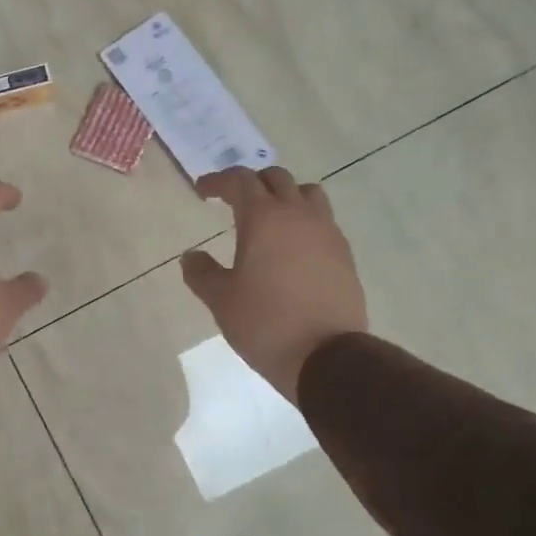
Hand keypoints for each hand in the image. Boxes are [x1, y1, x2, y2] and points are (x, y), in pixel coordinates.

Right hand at [181, 167, 368, 403]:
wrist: (326, 357)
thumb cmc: (265, 323)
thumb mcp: (221, 300)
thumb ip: (201, 273)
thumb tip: (191, 256)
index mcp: (264, 218)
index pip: (240, 181)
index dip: (218, 181)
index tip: (203, 191)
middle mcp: (299, 215)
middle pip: (276, 179)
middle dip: (252, 183)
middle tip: (233, 201)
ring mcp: (327, 232)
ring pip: (307, 194)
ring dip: (285, 196)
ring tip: (270, 218)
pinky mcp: (344, 254)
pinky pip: (323, 221)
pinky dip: (304, 221)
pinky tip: (293, 248)